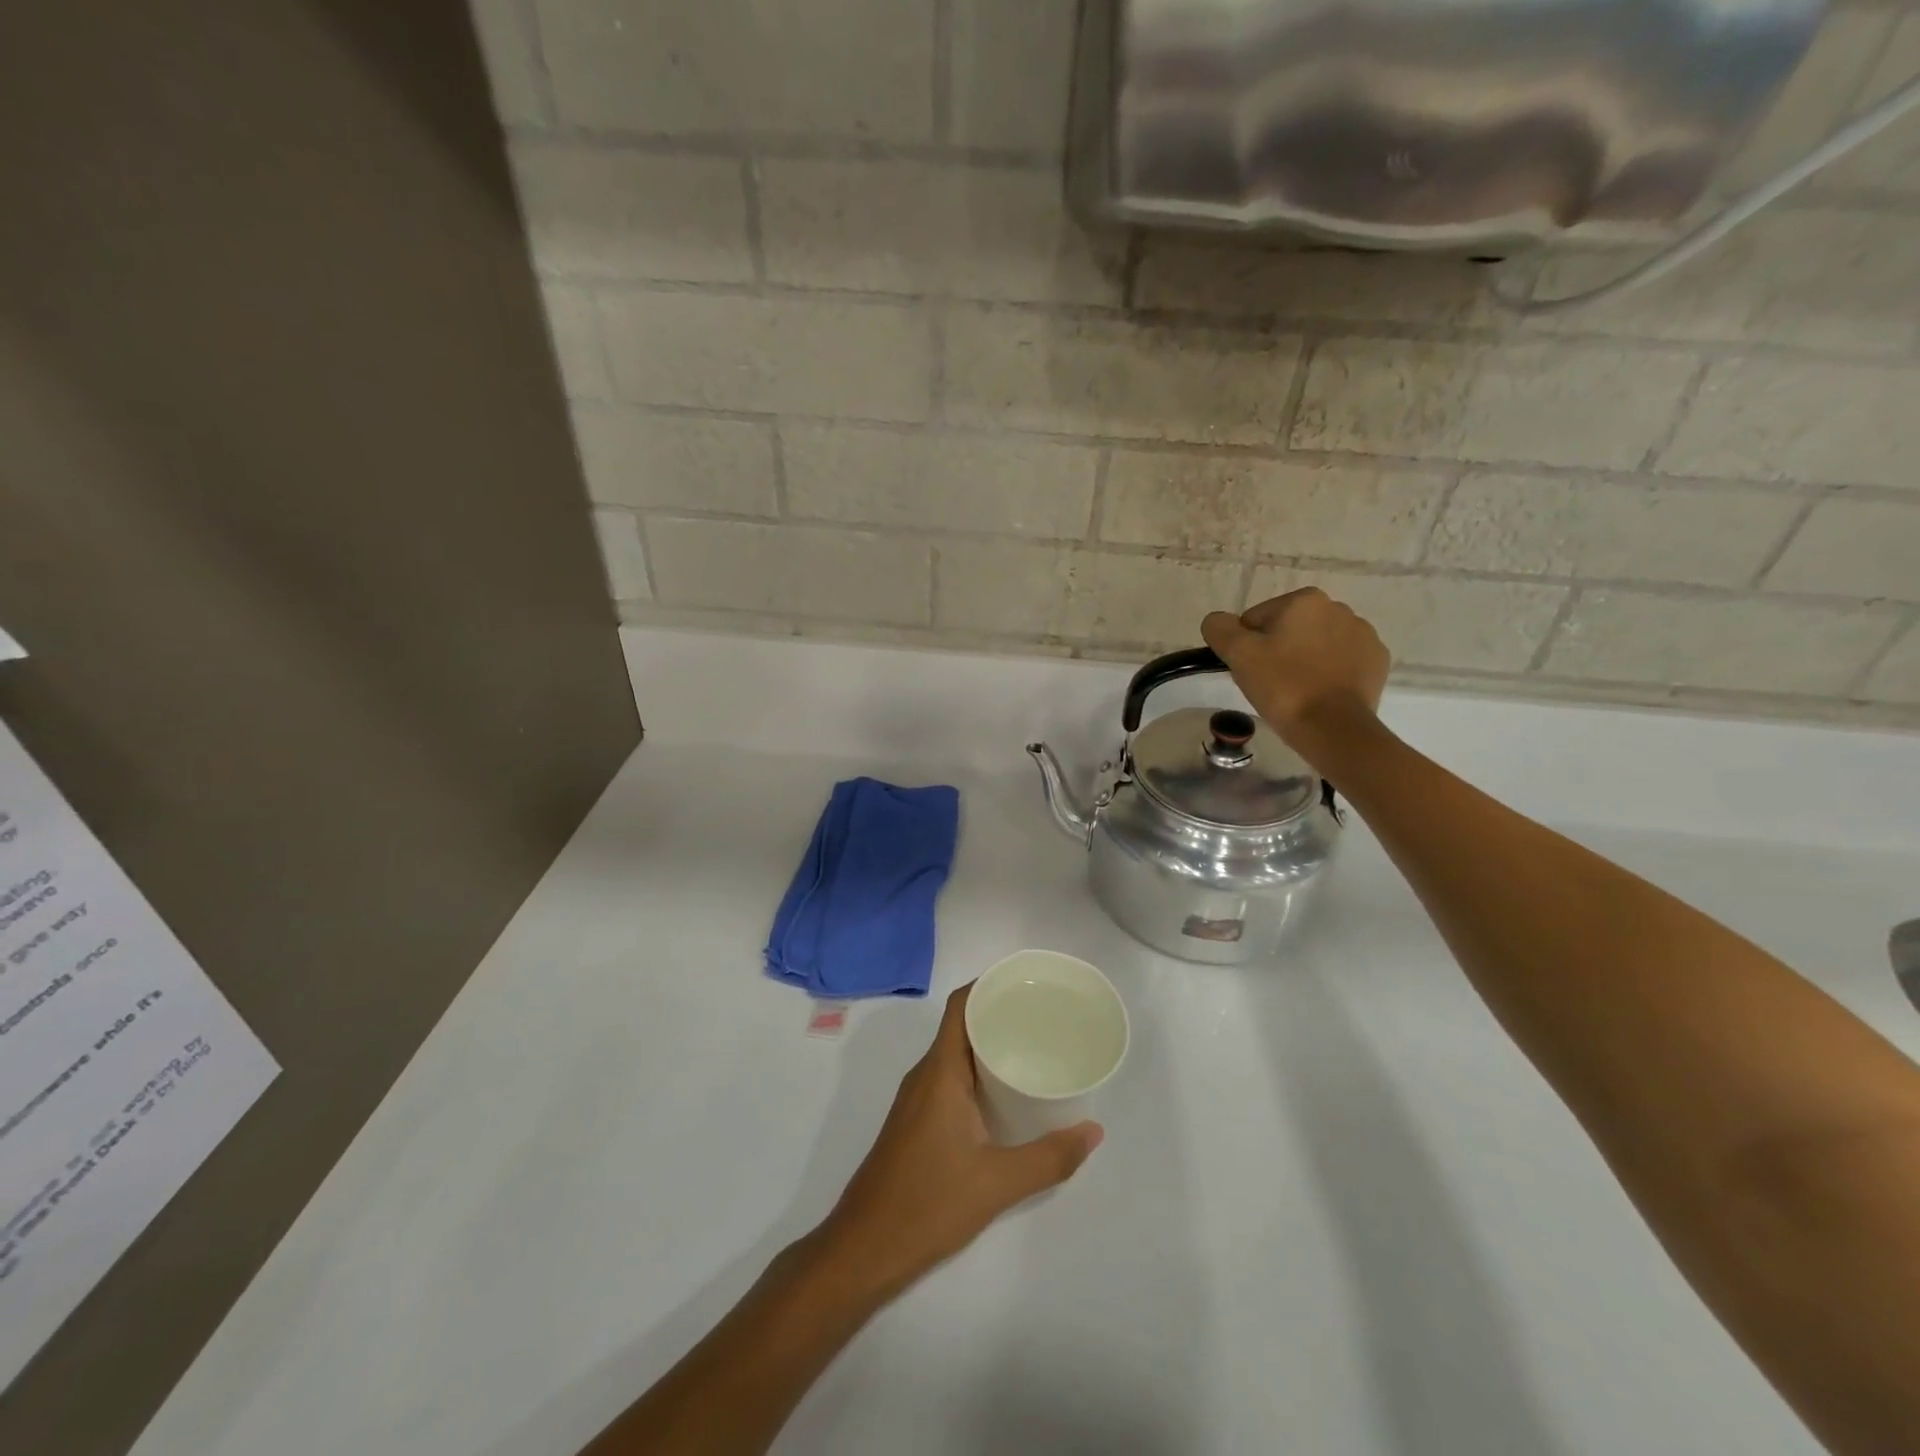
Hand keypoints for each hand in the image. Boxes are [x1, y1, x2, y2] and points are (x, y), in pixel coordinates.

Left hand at [815, 984, 1102, 1295]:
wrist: (863, 1248)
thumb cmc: (928, 1203)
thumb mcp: (998, 1183)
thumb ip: (1050, 1157)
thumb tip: (1093, 1131)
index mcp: (940, 1071)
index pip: (960, 1005)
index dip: (989, 985)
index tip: (1027, 984)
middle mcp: (925, 1075)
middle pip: (961, 1026)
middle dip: (999, 1015)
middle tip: (1044, 1018)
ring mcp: (916, 1099)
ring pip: (955, 1055)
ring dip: (988, 1047)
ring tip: (1032, 1050)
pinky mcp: (915, 1122)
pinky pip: (949, 1079)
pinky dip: (977, 1074)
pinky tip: (1004, 1096)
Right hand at [1203, 588, 1389, 747]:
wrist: (1334, 728)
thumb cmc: (1283, 686)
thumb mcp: (1238, 654)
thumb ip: (1219, 628)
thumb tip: (1217, 621)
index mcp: (1304, 600)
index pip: (1256, 619)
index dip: (1246, 646)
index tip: (1250, 671)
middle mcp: (1338, 608)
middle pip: (1289, 629)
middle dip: (1277, 650)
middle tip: (1270, 683)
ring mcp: (1363, 634)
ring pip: (1316, 644)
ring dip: (1304, 660)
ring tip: (1296, 690)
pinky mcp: (1377, 661)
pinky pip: (1342, 661)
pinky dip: (1329, 672)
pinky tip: (1320, 693)